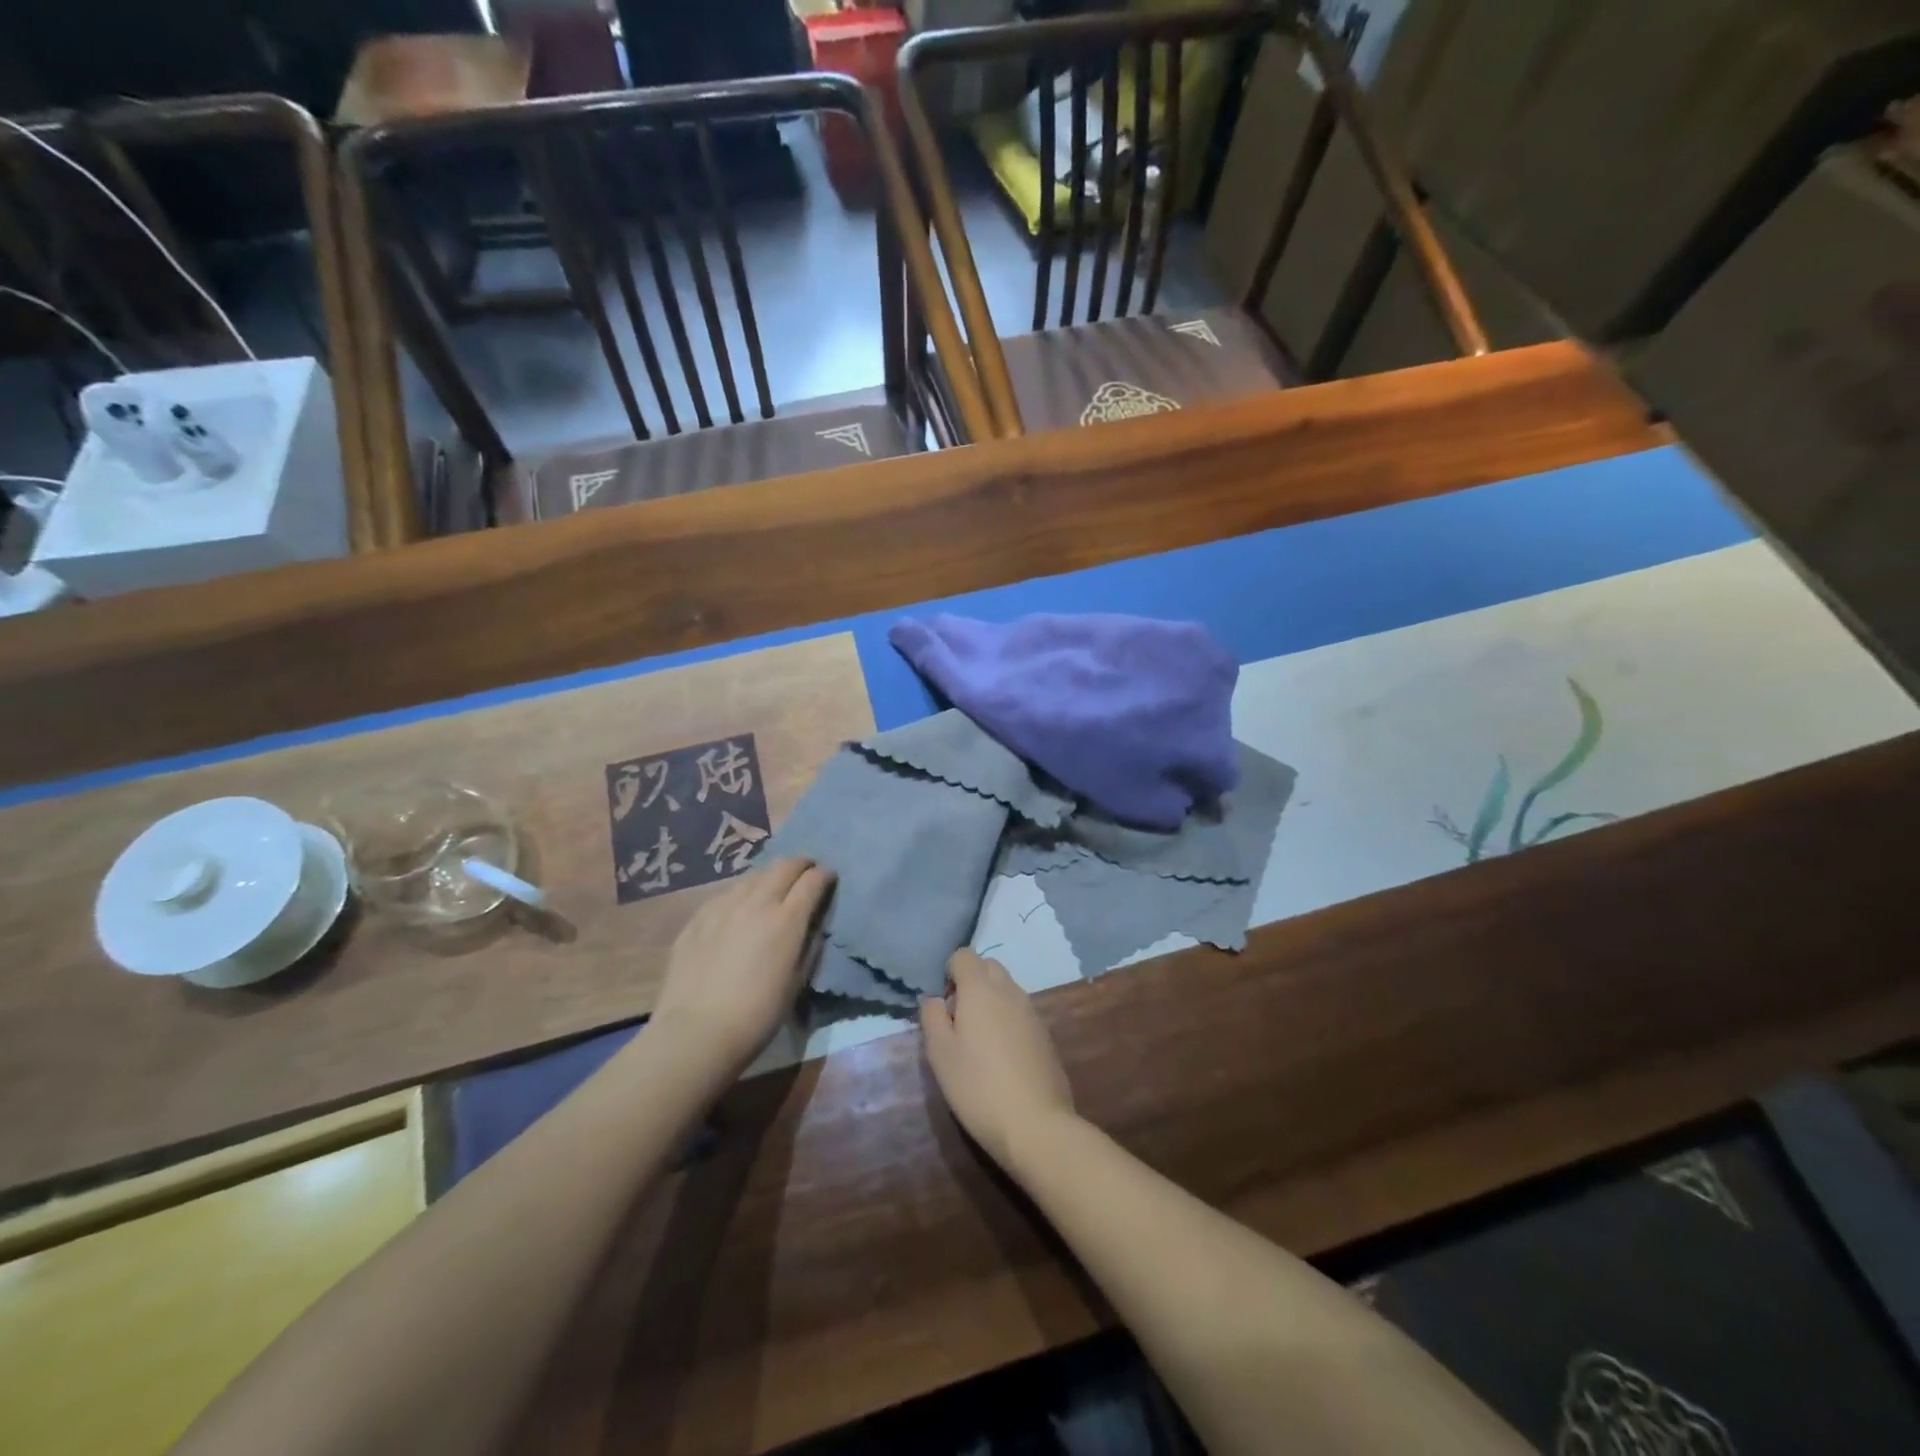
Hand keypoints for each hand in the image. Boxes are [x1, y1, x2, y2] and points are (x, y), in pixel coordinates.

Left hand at [651, 857, 833, 1076]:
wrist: (696, 1032)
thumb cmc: (757, 1015)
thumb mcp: (797, 982)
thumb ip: (809, 945)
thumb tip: (812, 925)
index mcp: (786, 919)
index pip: (813, 880)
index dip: (825, 875)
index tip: (829, 880)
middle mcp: (756, 902)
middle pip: (784, 866)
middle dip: (801, 865)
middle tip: (806, 874)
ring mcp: (723, 906)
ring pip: (754, 875)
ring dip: (770, 878)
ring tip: (772, 892)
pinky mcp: (698, 917)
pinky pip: (726, 893)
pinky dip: (742, 894)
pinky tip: (738, 911)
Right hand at [920, 949, 1075, 1170]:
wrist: (1035, 1124)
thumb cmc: (978, 1086)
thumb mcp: (940, 1054)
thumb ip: (932, 1017)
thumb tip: (935, 998)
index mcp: (981, 989)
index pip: (964, 955)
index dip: (949, 972)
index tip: (944, 1006)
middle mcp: (1009, 990)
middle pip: (988, 966)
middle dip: (970, 982)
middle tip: (958, 1021)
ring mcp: (1031, 1011)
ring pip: (1006, 988)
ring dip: (989, 1001)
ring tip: (978, 1042)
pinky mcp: (1045, 1033)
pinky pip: (1019, 1010)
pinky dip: (1006, 1019)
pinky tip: (1001, 1056)